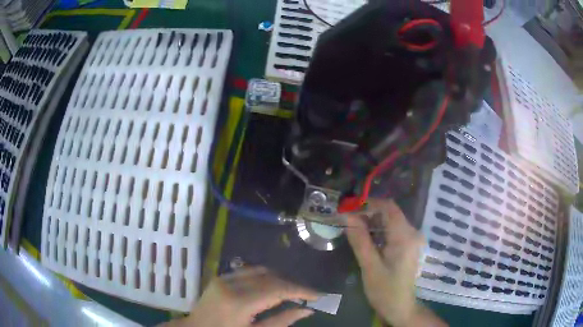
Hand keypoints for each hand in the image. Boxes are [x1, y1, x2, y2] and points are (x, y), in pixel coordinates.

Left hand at [164, 266, 317, 326]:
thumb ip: (282, 322)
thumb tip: (307, 310)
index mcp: (239, 303)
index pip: (277, 290)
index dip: (300, 290)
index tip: (318, 295)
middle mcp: (231, 285)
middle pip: (270, 277)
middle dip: (292, 284)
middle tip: (308, 294)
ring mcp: (223, 278)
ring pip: (260, 271)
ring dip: (280, 278)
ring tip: (293, 290)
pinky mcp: (220, 277)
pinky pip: (248, 271)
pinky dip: (265, 276)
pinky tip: (273, 286)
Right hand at [345, 199, 446, 326]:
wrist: (400, 307)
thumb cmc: (384, 289)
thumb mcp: (369, 266)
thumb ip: (359, 239)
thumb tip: (347, 216)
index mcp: (404, 236)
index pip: (388, 207)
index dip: (368, 204)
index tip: (349, 209)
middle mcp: (412, 233)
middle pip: (390, 213)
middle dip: (368, 213)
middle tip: (348, 221)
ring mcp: (412, 239)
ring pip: (391, 221)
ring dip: (373, 222)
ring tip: (354, 230)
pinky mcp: (409, 246)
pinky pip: (393, 230)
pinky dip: (379, 231)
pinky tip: (367, 240)